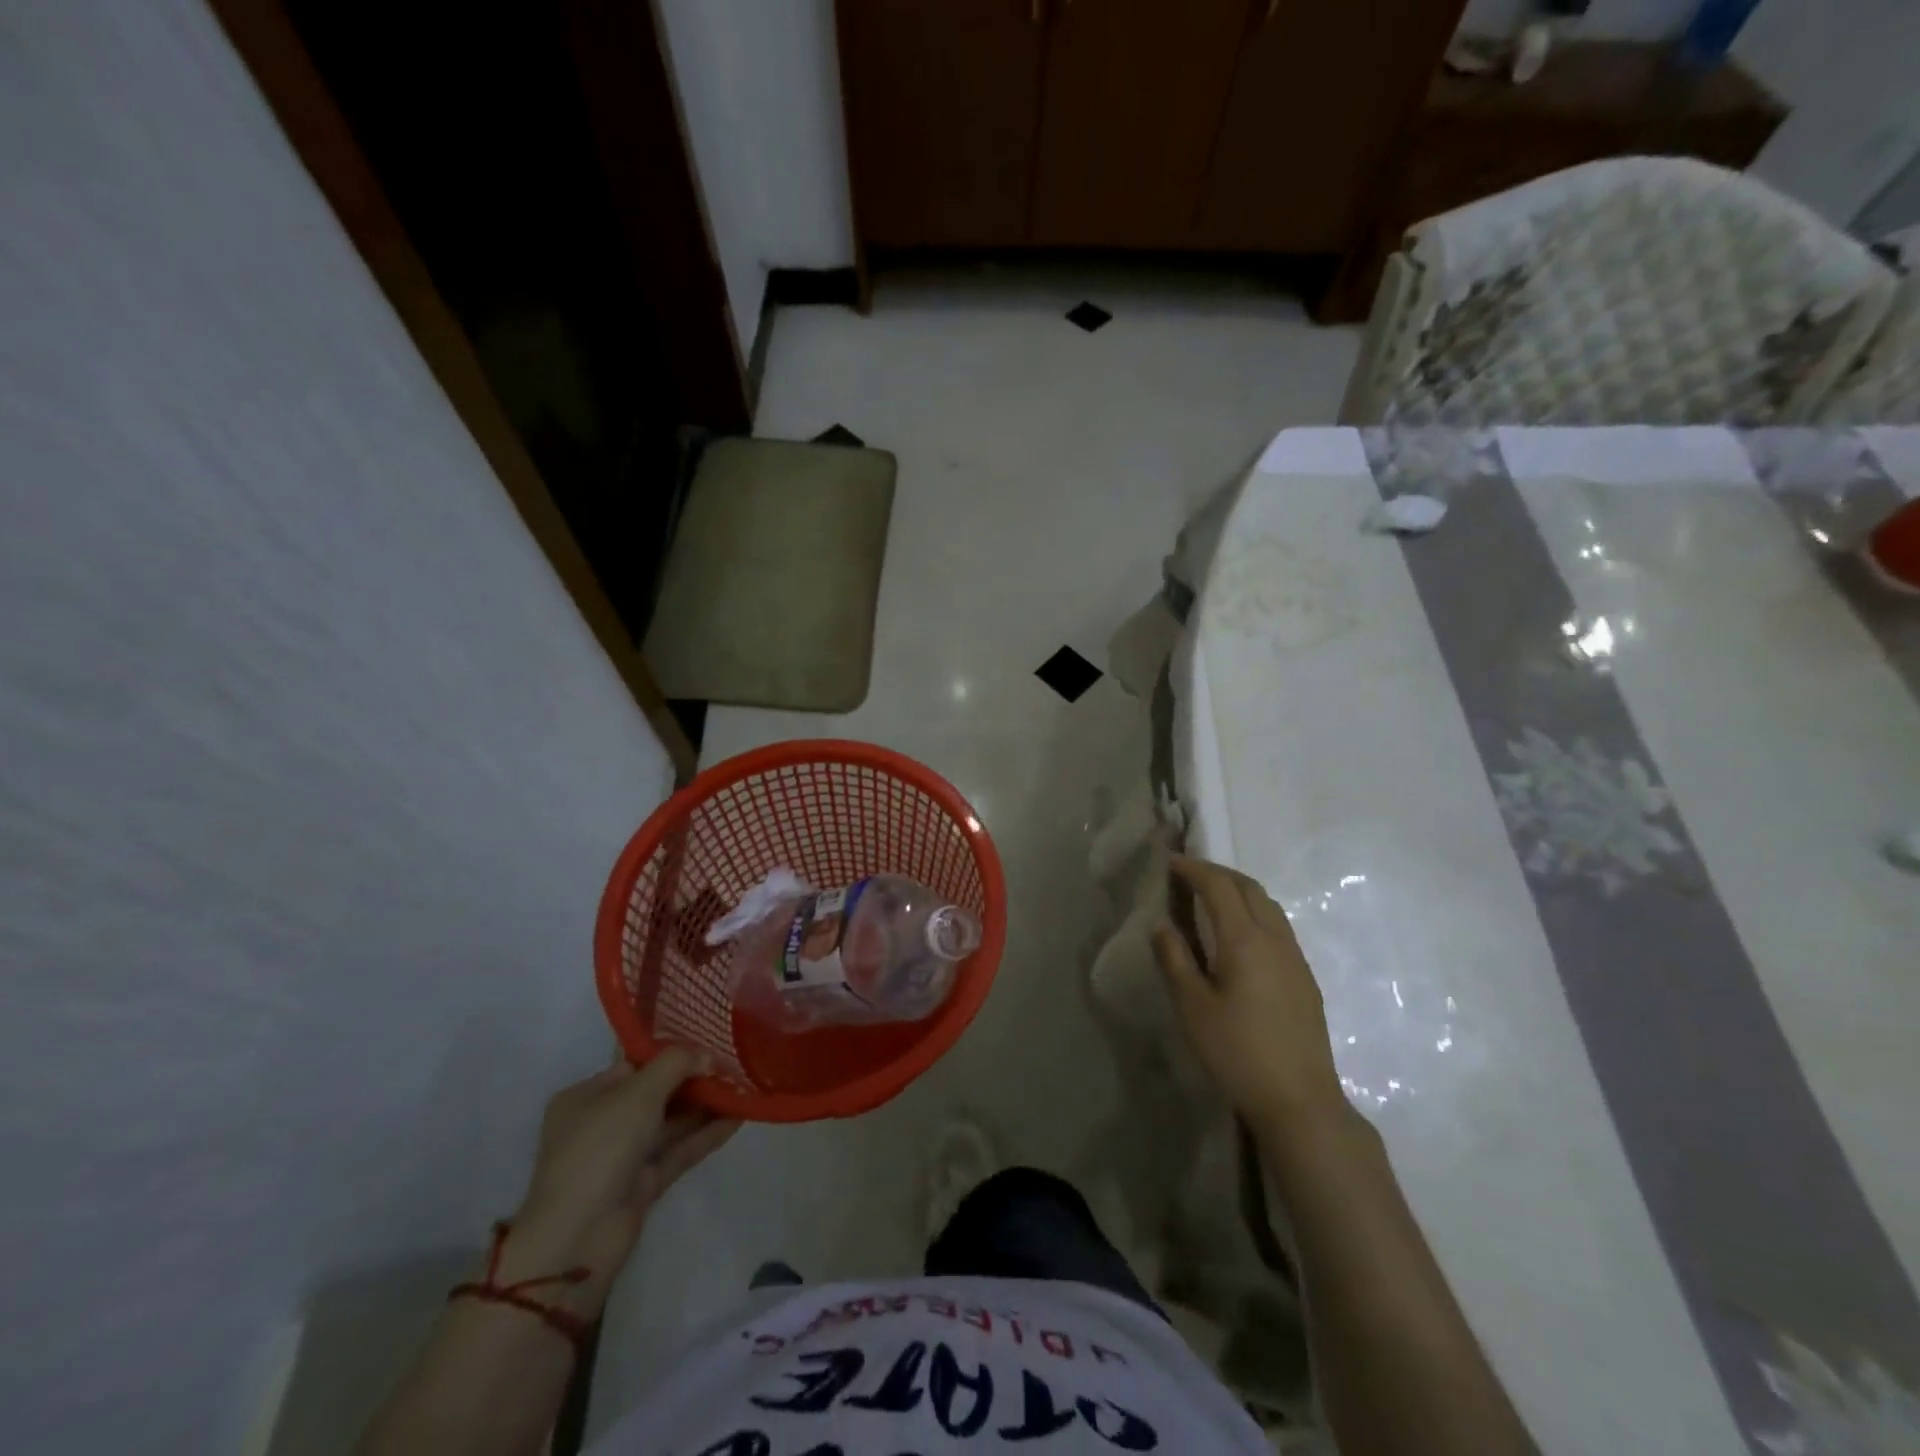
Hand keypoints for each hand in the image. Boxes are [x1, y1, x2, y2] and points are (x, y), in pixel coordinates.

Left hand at [500, 1050, 738, 1313]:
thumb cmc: (601, 1147)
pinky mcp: (643, 1185)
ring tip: (744, 1088)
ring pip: (671, 1124)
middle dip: (693, 1081)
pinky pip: (679, 1151)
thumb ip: (676, 1064)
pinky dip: (706, 1135)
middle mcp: (602, 1124)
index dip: (671, 1055)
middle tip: (734, 1066)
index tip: (710, 1044)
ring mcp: (623, 1157)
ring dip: (705, 1107)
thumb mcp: (639, 1092)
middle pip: (656, 1094)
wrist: (580, 1236)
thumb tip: (708, 1057)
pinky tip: (738, 1118)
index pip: (634, 1066)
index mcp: (585, 1097)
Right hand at [1153, 856, 1346, 1134]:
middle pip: (1249, 887)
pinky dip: (1254, 912)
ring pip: (1268, 905)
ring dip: (1239, 890)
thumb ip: (1175, 959)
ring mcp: (1295, 957)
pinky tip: (1239, 935)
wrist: (1300, 1100)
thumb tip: (1162, 924)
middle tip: (1189, 874)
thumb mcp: (1192, 1007)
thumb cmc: (1237, 1052)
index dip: (1194, 869)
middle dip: (1218, 873)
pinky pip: (1278, 926)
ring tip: (1212, 898)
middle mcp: (1275, 938)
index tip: (1171, 862)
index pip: (1219, 886)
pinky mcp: (1304, 978)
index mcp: (1244, 939)